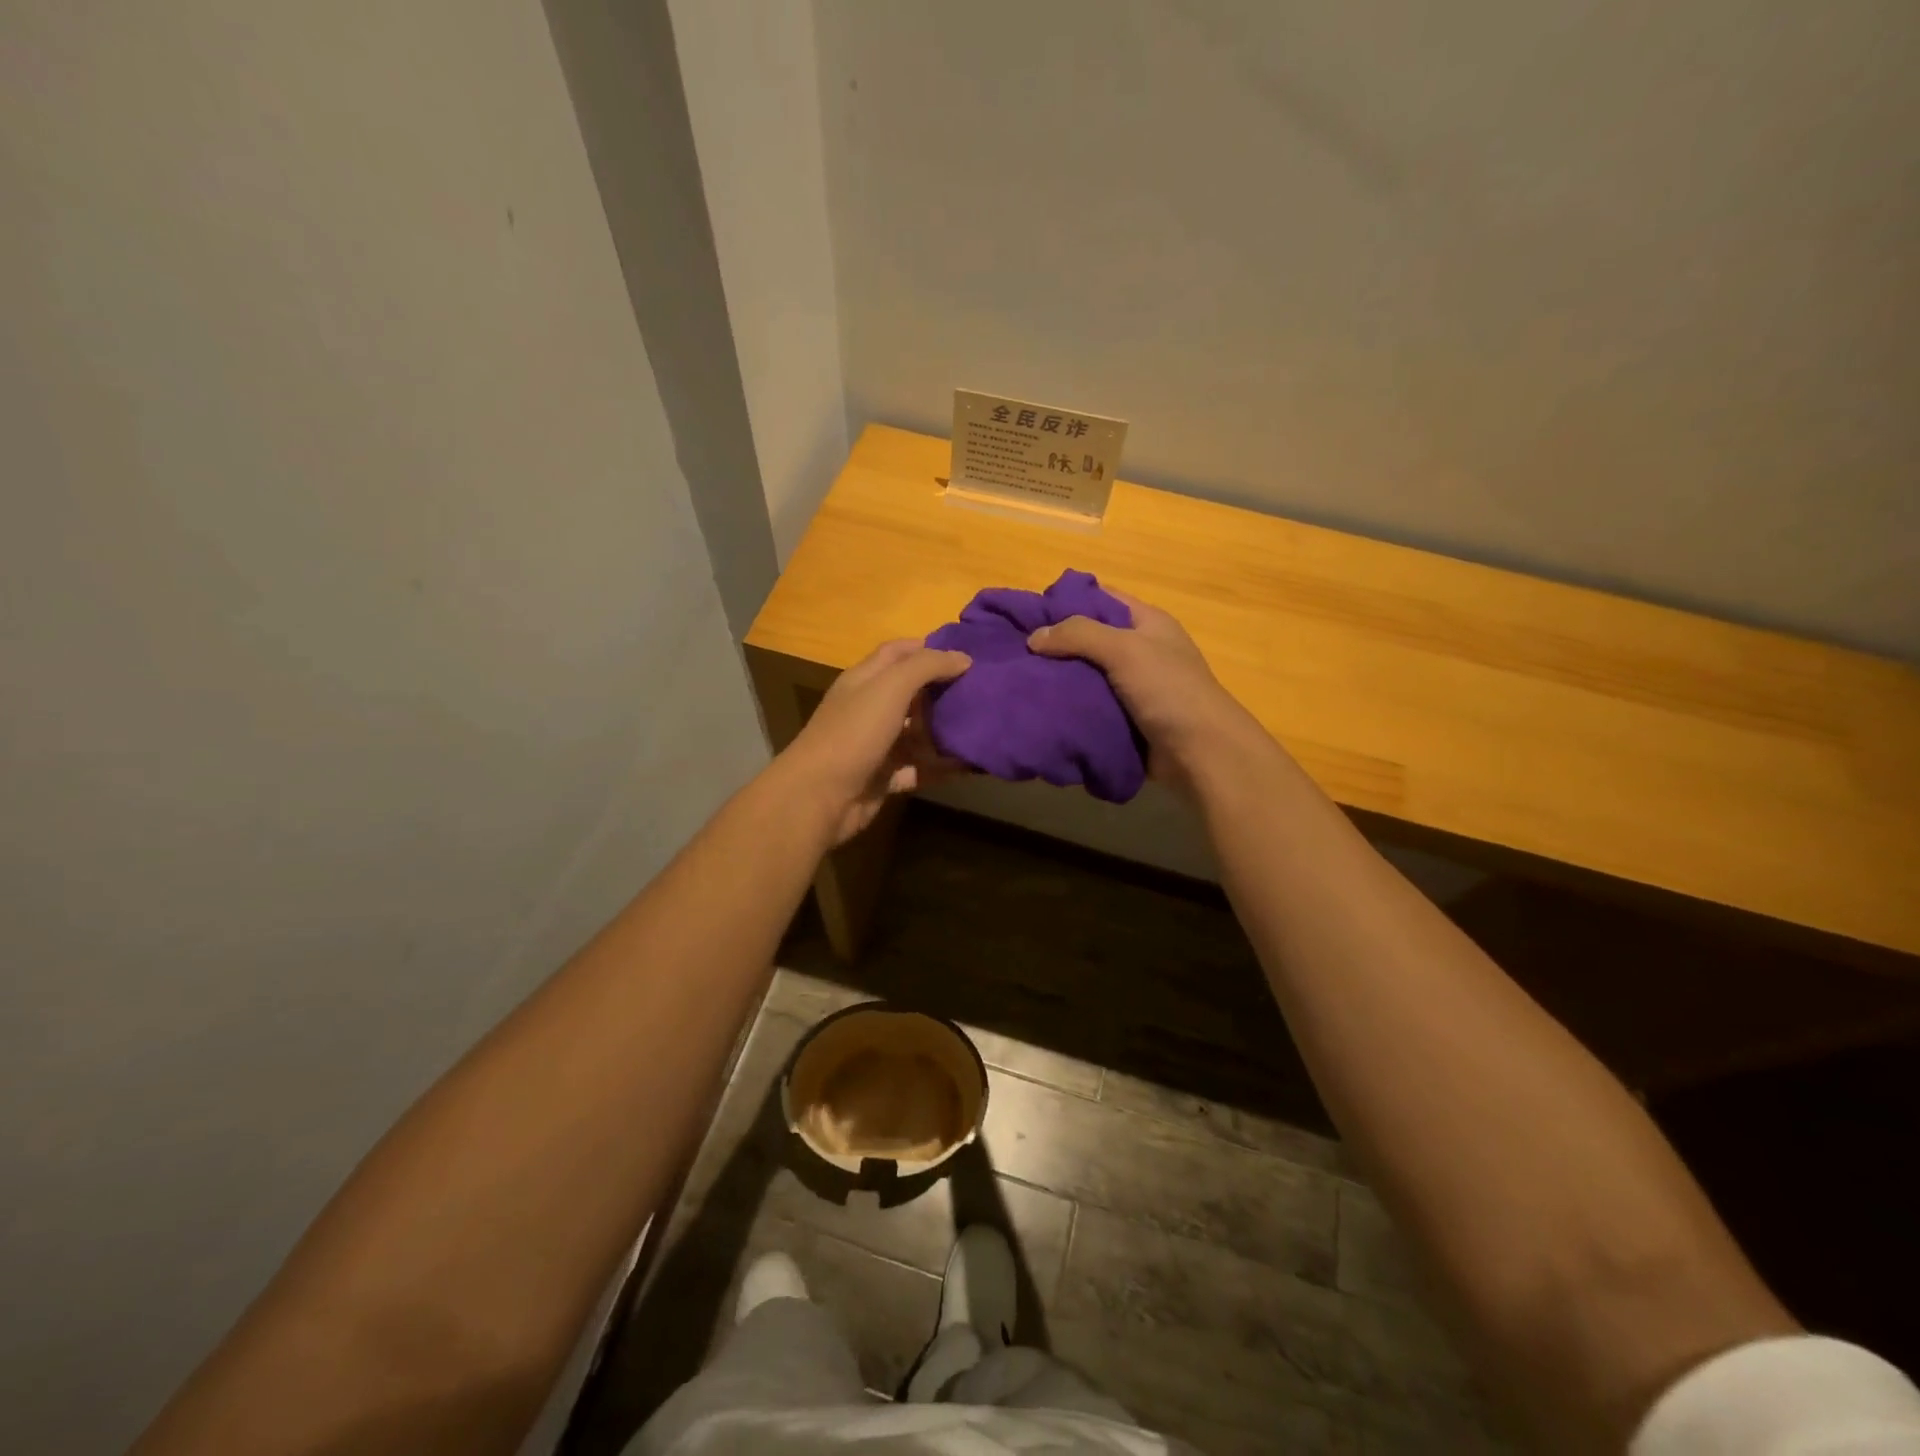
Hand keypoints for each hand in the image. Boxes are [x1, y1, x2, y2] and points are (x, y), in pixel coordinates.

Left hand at [777, 640, 971, 844]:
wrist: (819, 797)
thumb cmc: (854, 733)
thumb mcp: (890, 688)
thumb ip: (927, 667)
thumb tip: (963, 658)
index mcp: (865, 680)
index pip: (898, 653)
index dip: (929, 648)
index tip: (967, 652)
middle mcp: (870, 709)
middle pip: (912, 693)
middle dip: (944, 690)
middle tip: (985, 690)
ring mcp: (877, 745)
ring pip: (918, 733)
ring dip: (946, 730)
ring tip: (987, 726)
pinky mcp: (884, 777)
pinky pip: (920, 768)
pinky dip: (943, 766)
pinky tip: (972, 764)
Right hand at [1028, 590, 1258, 790]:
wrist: (1200, 752)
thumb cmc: (1168, 690)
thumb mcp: (1125, 650)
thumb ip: (1079, 636)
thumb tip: (1034, 637)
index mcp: (1147, 623)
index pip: (1101, 598)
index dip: (1067, 600)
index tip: (1029, 612)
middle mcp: (1140, 650)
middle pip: (1090, 638)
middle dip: (1056, 644)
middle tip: (1017, 651)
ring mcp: (1133, 687)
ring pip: (1086, 675)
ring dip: (1059, 679)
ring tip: (1021, 681)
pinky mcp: (1125, 719)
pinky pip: (1090, 706)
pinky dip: (1070, 707)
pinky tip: (1042, 709)